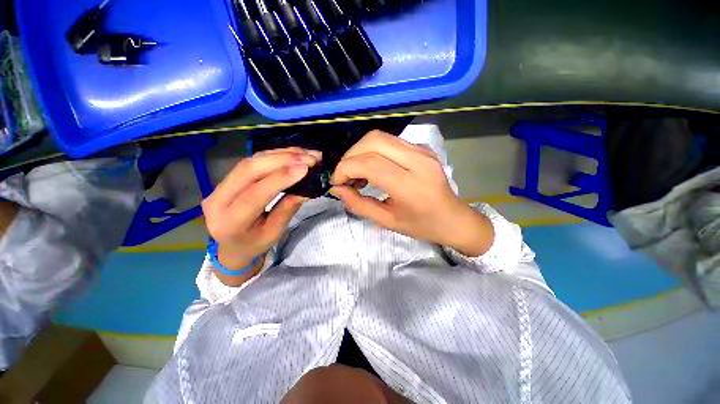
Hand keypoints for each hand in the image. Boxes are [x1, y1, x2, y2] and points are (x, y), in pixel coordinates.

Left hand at [202, 148, 320, 284]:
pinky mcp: (228, 178)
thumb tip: (305, 189)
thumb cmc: (254, 244)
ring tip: (306, 153)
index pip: (254, 195)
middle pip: (248, 170)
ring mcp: (219, 186)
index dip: (280, 178)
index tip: (305, 168)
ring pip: (251, 161)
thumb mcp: (274, 233)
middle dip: (282, 160)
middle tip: (309, 158)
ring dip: (281, 154)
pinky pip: (252, 160)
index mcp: (229, 222)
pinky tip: (293, 153)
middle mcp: (218, 200)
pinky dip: (275, 155)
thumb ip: (287, 210)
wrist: (231, 246)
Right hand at [330, 131, 492, 256]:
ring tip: (357, 171)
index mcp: (410, 186)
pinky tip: (373, 166)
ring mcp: (423, 151)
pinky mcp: (423, 148)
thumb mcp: (387, 221)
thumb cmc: (421, 225)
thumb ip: (359, 204)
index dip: (345, 168)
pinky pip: (391, 141)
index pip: (369, 164)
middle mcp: (418, 161)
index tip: (337, 181)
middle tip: (345, 174)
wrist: (453, 218)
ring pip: (381, 137)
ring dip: (361, 151)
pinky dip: (374, 150)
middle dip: (351, 155)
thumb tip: (337, 189)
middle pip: (373, 141)